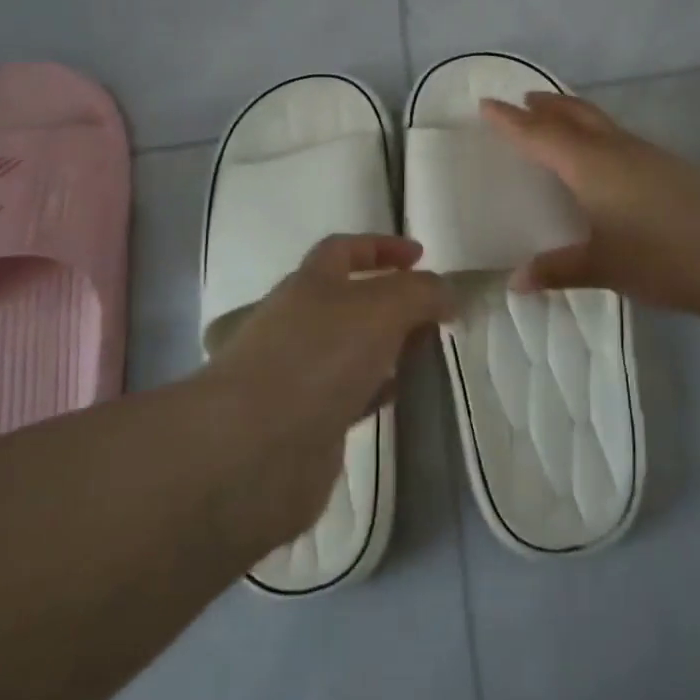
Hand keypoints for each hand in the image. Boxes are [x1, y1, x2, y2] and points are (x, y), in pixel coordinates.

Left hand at [202, 234, 450, 552]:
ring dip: (388, 346)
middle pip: (350, 300)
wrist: (252, 452)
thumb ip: (421, 293)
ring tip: (427, 353)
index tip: (421, 256)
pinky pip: (350, 395)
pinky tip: (402, 396)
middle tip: (434, 313)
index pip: (344, 250)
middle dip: (392, 301)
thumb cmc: (317, 358)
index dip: (381, 247)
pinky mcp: (305, 422)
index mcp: (309, 284)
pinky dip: (377, 390)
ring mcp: (299, 374)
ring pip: (352, 349)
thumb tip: (447, 292)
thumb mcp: (381, 308)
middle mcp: (299, 323)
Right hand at [481, 92, 699, 314]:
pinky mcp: (663, 163)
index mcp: (590, 166)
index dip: (511, 121)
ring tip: (554, 115)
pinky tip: (599, 152)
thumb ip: (557, 270)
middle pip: (572, 114)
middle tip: (522, 100)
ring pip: (597, 120)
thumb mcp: (602, 267)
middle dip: (545, 106)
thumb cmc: (659, 257)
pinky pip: (615, 133)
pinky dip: (594, 129)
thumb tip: (515, 282)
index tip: (487, 104)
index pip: (540, 135)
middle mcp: (614, 149)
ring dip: (571, 112)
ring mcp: (643, 152)